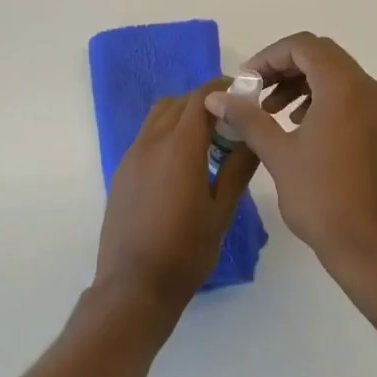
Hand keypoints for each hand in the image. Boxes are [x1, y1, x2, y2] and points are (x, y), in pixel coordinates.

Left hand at [96, 79, 257, 317]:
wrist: (134, 286)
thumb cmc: (186, 251)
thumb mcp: (222, 210)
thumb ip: (239, 167)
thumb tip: (253, 136)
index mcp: (179, 147)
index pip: (201, 98)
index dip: (224, 89)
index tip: (244, 97)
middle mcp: (151, 142)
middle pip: (179, 102)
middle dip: (205, 102)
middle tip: (231, 122)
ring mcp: (132, 155)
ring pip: (159, 116)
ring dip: (184, 115)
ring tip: (207, 141)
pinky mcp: (122, 171)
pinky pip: (147, 136)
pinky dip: (167, 132)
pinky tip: (183, 163)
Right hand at [204, 34, 376, 287]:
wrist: (370, 244)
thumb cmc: (322, 196)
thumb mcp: (278, 153)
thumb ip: (247, 117)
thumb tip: (215, 96)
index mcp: (343, 87)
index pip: (303, 46)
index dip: (269, 56)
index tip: (246, 82)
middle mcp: (365, 88)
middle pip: (320, 55)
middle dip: (282, 67)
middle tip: (255, 91)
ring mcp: (375, 108)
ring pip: (333, 74)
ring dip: (298, 82)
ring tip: (270, 110)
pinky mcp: (376, 127)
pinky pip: (344, 95)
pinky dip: (317, 98)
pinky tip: (295, 126)